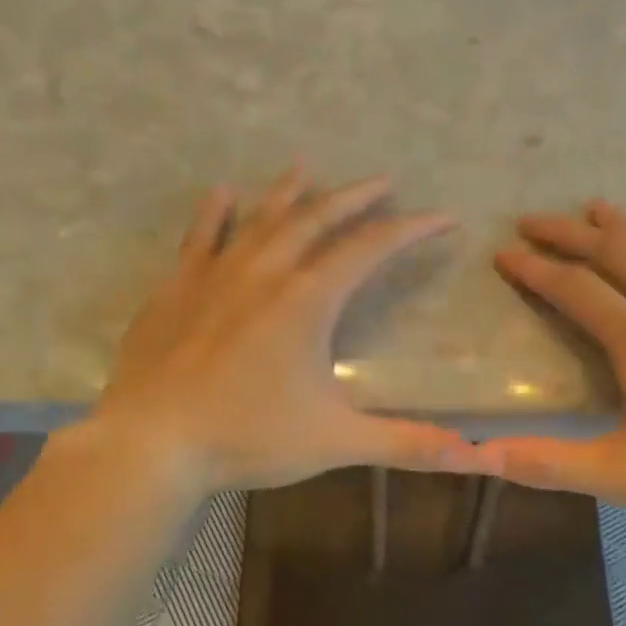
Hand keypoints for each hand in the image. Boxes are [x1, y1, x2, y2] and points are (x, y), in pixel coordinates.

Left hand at [93, 169, 492, 493]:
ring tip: (308, 169)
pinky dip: (215, 213)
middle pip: (317, 219)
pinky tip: (223, 193)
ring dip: (290, 193)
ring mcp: (214, 276)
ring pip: (260, 218)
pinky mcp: (175, 290)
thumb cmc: (248, 437)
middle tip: (382, 181)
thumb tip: (471, 456)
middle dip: (354, 198)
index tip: (440, 218)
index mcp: (307, 302)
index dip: (410, 231)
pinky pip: (200, 238)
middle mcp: (263, 273)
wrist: (153, 442)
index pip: (370, 250)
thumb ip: (405, 444)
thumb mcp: (335, 442)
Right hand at [483, 200, 625, 526]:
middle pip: (614, 251)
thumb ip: (549, 464)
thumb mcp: (622, 477)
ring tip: (592, 207)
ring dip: (621, 226)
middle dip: (567, 233)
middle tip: (531, 219)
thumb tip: (482, 456)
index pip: (574, 290)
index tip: (503, 254)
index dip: (535, 270)